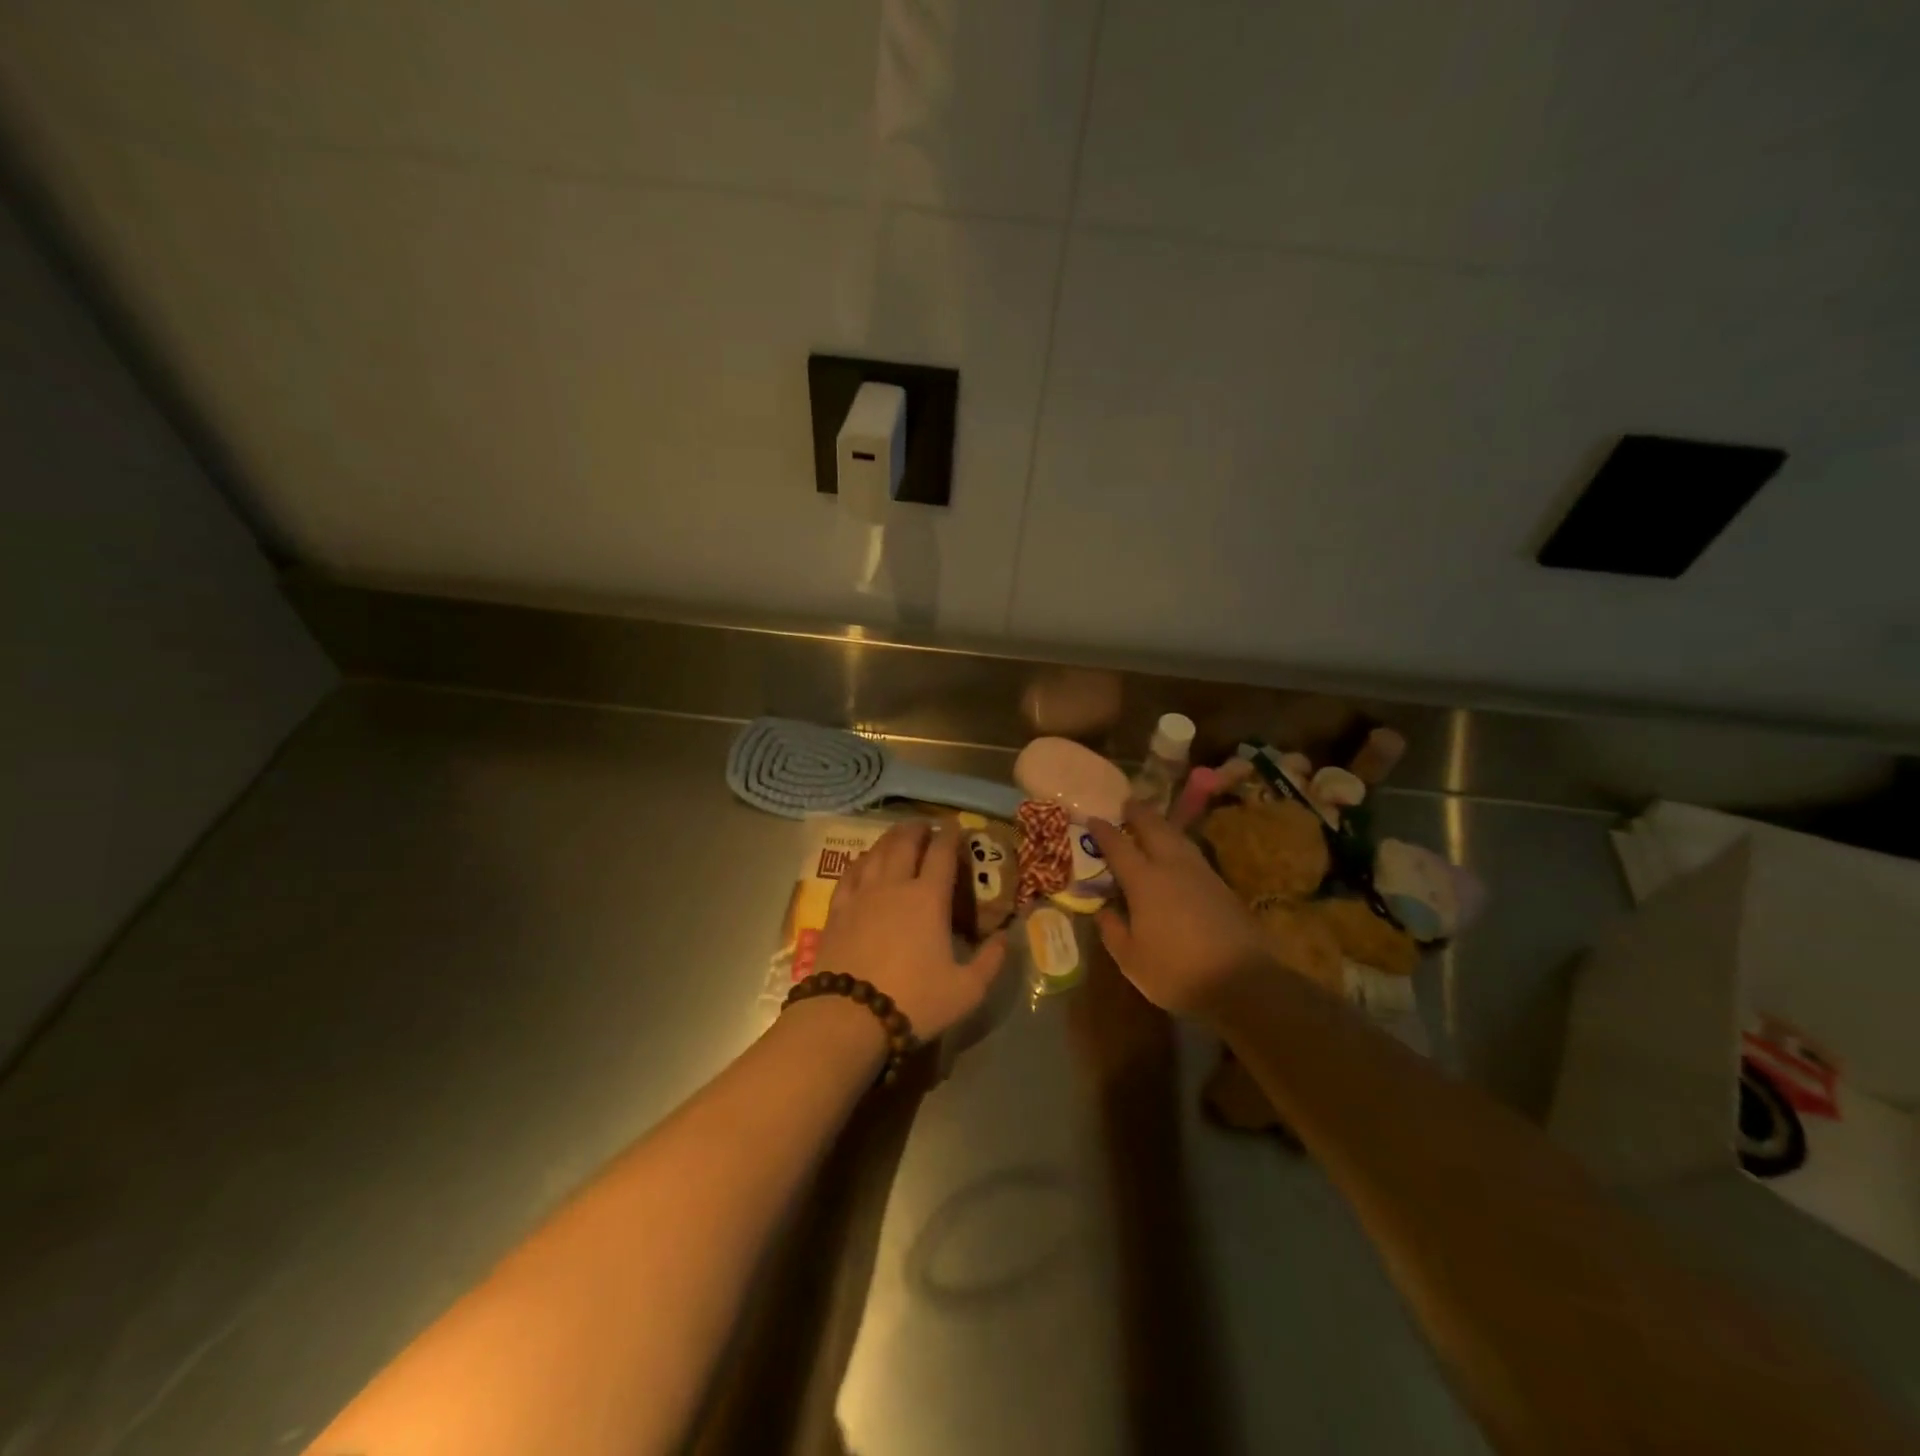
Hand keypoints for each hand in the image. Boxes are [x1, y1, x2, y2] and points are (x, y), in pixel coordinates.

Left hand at [817, 820, 1007, 1039]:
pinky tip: (864, 860)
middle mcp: (895, 885)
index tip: (955, 827)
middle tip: (926, 826)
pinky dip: (862, 859)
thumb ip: (991, 961)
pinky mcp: (837, 910)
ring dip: (890, 838)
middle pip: (905, 842)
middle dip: (918, 829)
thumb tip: (1006, 936)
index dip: (950, 835)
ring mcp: (862, 894)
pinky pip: (850, 872)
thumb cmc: (914, 1001)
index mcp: (929, 898)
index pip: (941, 853)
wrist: (849, 1017)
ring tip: (898, 834)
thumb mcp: (967, 990)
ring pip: (876, 851)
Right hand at [1088, 804, 1271, 1018]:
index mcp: (1144, 880)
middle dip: (1138, 813)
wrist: (1243, 982)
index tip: (1093, 818)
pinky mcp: (1221, 886)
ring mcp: (1201, 873)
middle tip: (1127, 803)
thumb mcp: (1131, 959)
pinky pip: (1192, 853)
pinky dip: (1179, 844)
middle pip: (1153, 828)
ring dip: (1161, 825)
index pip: (1118, 846)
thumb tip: (1103, 910)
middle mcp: (1172, 866)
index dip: (1103, 831)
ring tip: (1152, 822)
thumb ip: (1112, 930)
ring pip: (1177, 837)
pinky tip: (1177, 853)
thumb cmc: (1177, 972)